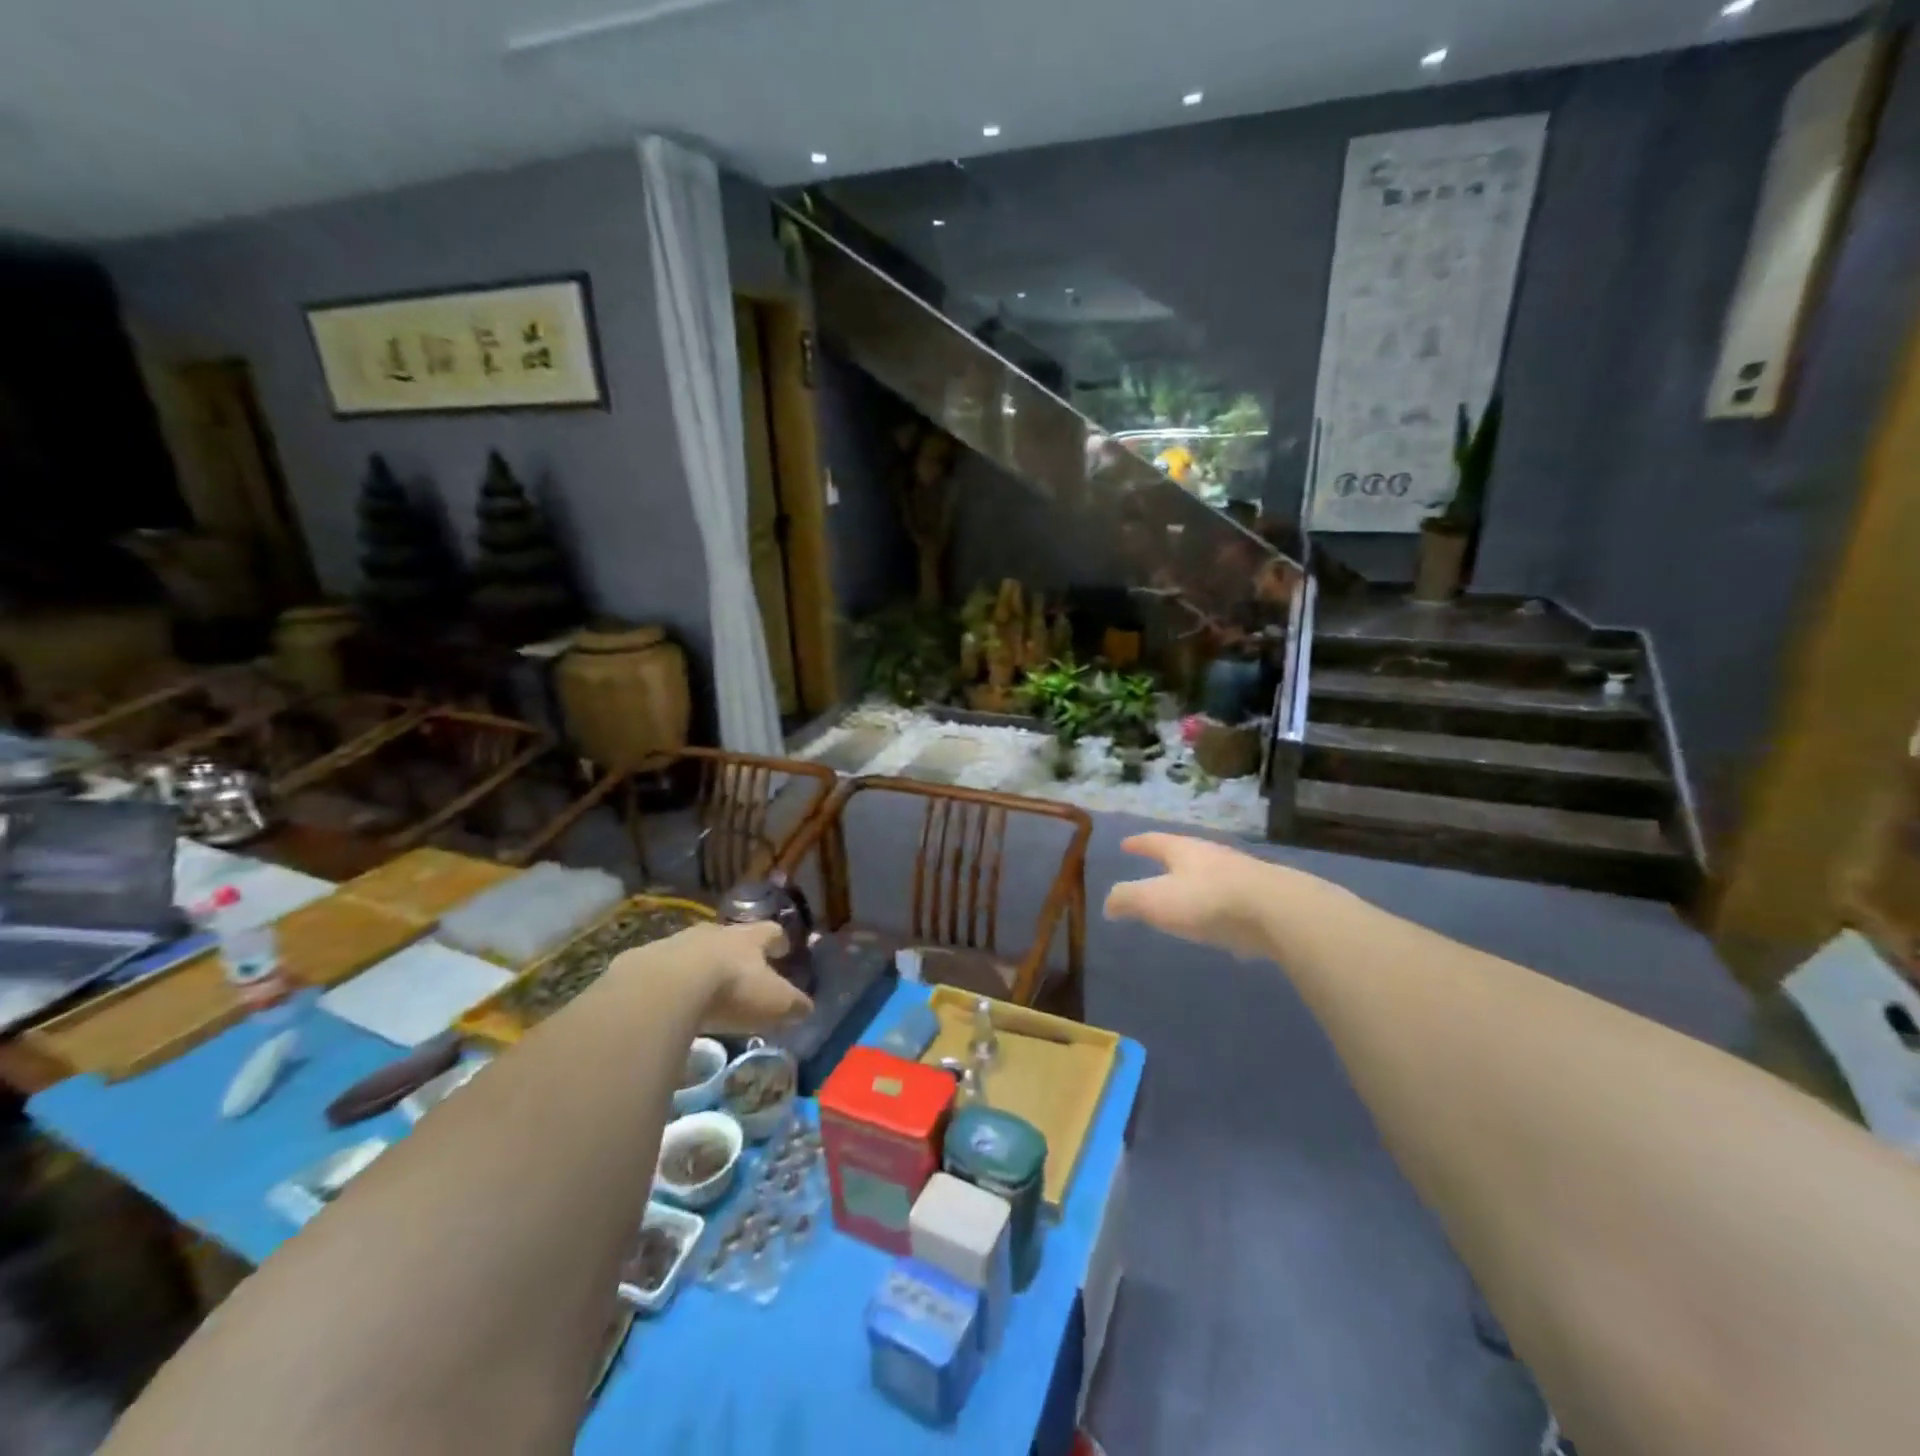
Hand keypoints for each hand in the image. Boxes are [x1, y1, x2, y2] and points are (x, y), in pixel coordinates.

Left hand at [612, 922, 812, 1034]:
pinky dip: (668, 983)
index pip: (770, 932)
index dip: (778, 940)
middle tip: (741, 969)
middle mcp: (715, 933)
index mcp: (748, 939)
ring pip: (693, 950)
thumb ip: (792, 1004)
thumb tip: (807, 1007)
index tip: (783, 948)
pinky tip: (667, 1003)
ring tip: (701, 989)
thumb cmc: (731, 990)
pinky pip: (661, 970)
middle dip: (736, 952)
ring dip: (700, 966)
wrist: (666, 987)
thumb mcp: (773, 1002)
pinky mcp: (643, 962)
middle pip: (730, 937)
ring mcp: (676, 944)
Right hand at [1104, 833, 1280, 957]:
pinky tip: (1220, 920)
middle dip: (1169, 860)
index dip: (1138, 843)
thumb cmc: (1206, 900)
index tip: (1126, 844)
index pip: (1154, 841)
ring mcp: (1242, 875)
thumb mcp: (1154, 900)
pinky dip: (1219, 905)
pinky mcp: (1264, 899)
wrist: (1278, 911)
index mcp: (1184, 850)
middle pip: (1185, 853)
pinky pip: (1233, 898)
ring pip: (1211, 874)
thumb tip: (1109, 904)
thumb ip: (1127, 899)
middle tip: (1155, 866)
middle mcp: (1212, 855)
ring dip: (1196, 883)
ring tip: (1186, 895)